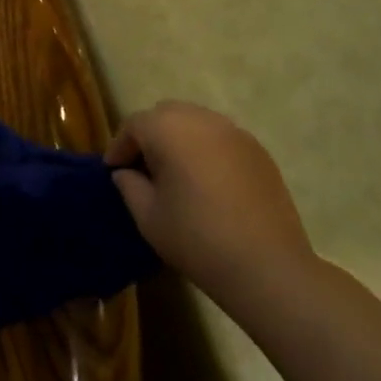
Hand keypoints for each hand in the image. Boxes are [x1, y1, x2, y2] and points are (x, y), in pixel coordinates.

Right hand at [105, 101, 315, 313]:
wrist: (266, 266)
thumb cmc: (197, 239)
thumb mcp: (148, 217)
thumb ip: (129, 186)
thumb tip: (125, 173)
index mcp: (169, 130)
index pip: (134, 124)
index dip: (120, 146)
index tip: (114, 171)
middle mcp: (202, 120)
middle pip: (166, 114)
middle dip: (149, 135)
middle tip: (142, 168)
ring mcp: (234, 132)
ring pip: (195, 121)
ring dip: (179, 138)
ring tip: (175, 172)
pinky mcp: (258, 150)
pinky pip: (221, 137)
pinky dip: (206, 148)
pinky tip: (207, 181)